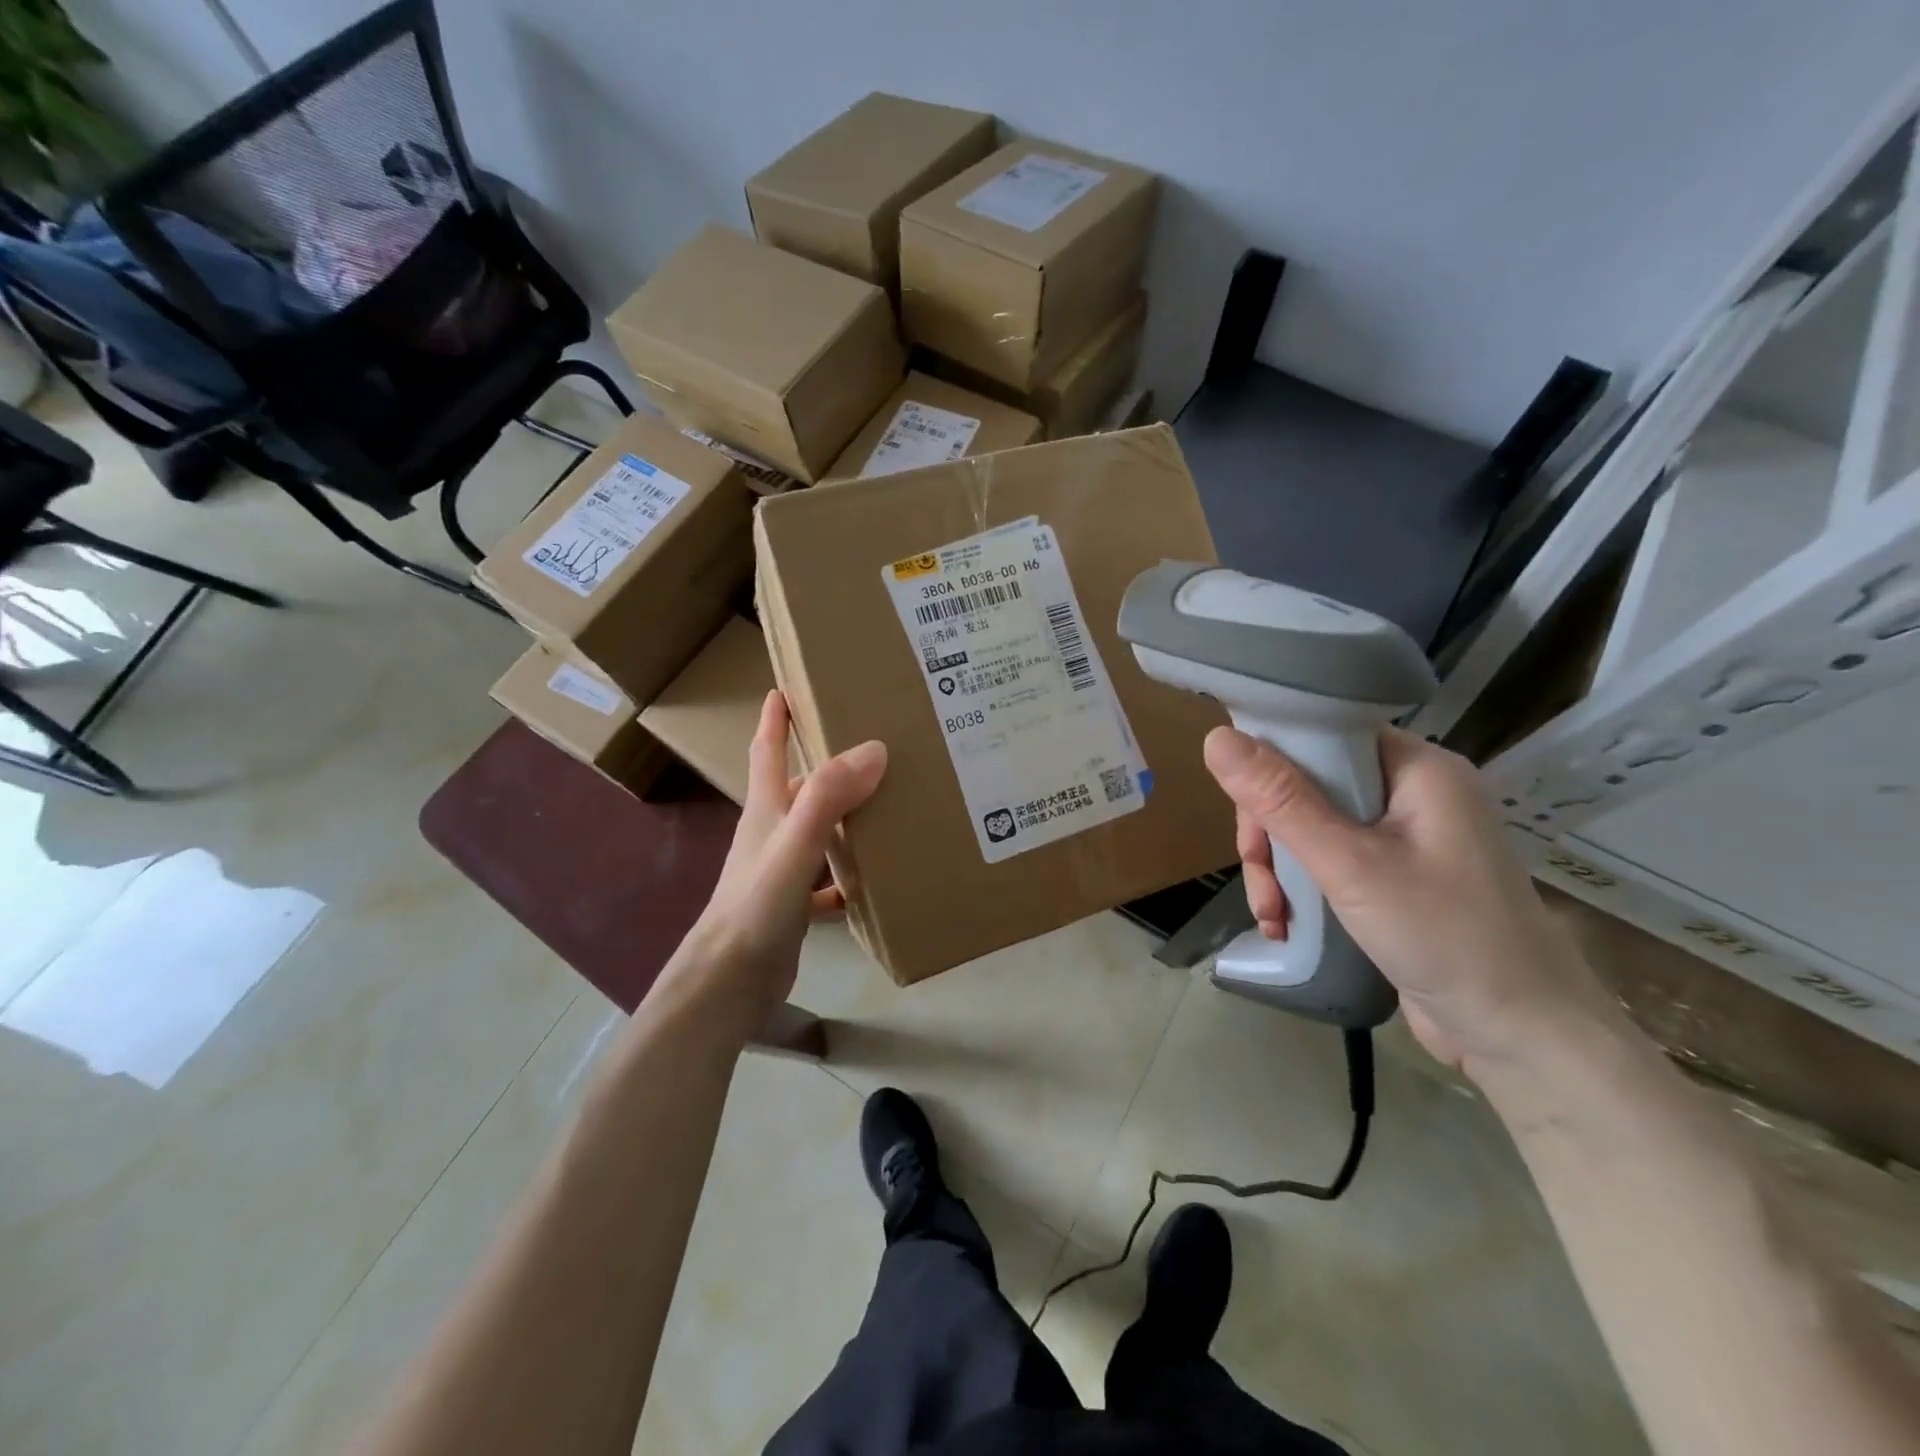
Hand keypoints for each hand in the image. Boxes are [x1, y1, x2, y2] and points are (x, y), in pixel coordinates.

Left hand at [671, 692, 885, 1030]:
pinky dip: (849, 877)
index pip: (767, 751)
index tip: (785, 687)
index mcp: (766, 810)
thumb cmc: (756, 906)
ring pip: (818, 833)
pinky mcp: (792, 906)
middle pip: (802, 789)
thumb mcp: (795, 845)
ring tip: (888, 806)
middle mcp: (772, 834)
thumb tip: (874, 748)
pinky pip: (827, 881)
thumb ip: (828, 797)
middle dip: (830, 766)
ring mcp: (781, 871)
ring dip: (846, 819)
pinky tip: (875, 881)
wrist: (730, 983)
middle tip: (875, 749)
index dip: (775, 718)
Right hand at [1202, 725, 1616, 1077]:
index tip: (1243, 810)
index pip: (1324, 735)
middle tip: (1259, 879)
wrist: (1524, 1037)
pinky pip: (1332, 861)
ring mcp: (1408, 838)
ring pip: (1314, 827)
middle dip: (1271, 834)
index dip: (1272, 763)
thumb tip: (1217, 737)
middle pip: (1311, 785)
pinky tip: (1286, 924)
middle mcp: (1413, 793)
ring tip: (1272, 915)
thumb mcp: (1350, 865)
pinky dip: (1303, 888)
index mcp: (1418, 769)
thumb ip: (1281, 801)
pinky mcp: (1398, 878)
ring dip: (1280, 869)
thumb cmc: (1445, 936)